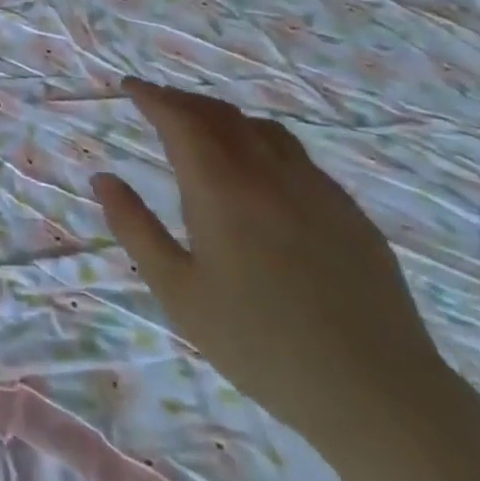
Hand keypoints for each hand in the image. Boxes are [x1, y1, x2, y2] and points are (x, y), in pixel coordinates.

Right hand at [93, 78, 454, 449]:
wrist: (376, 394)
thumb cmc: (257, 343)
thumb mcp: (177, 290)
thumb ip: (134, 227)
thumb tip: (103, 178)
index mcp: (223, 190)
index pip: (182, 121)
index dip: (153, 97)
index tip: (129, 87)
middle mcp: (271, 176)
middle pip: (223, 116)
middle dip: (185, 101)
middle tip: (157, 102)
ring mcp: (318, 192)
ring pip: (265, 130)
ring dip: (225, 118)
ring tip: (203, 129)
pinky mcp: (351, 214)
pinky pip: (298, 158)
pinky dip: (263, 143)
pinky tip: (258, 172)